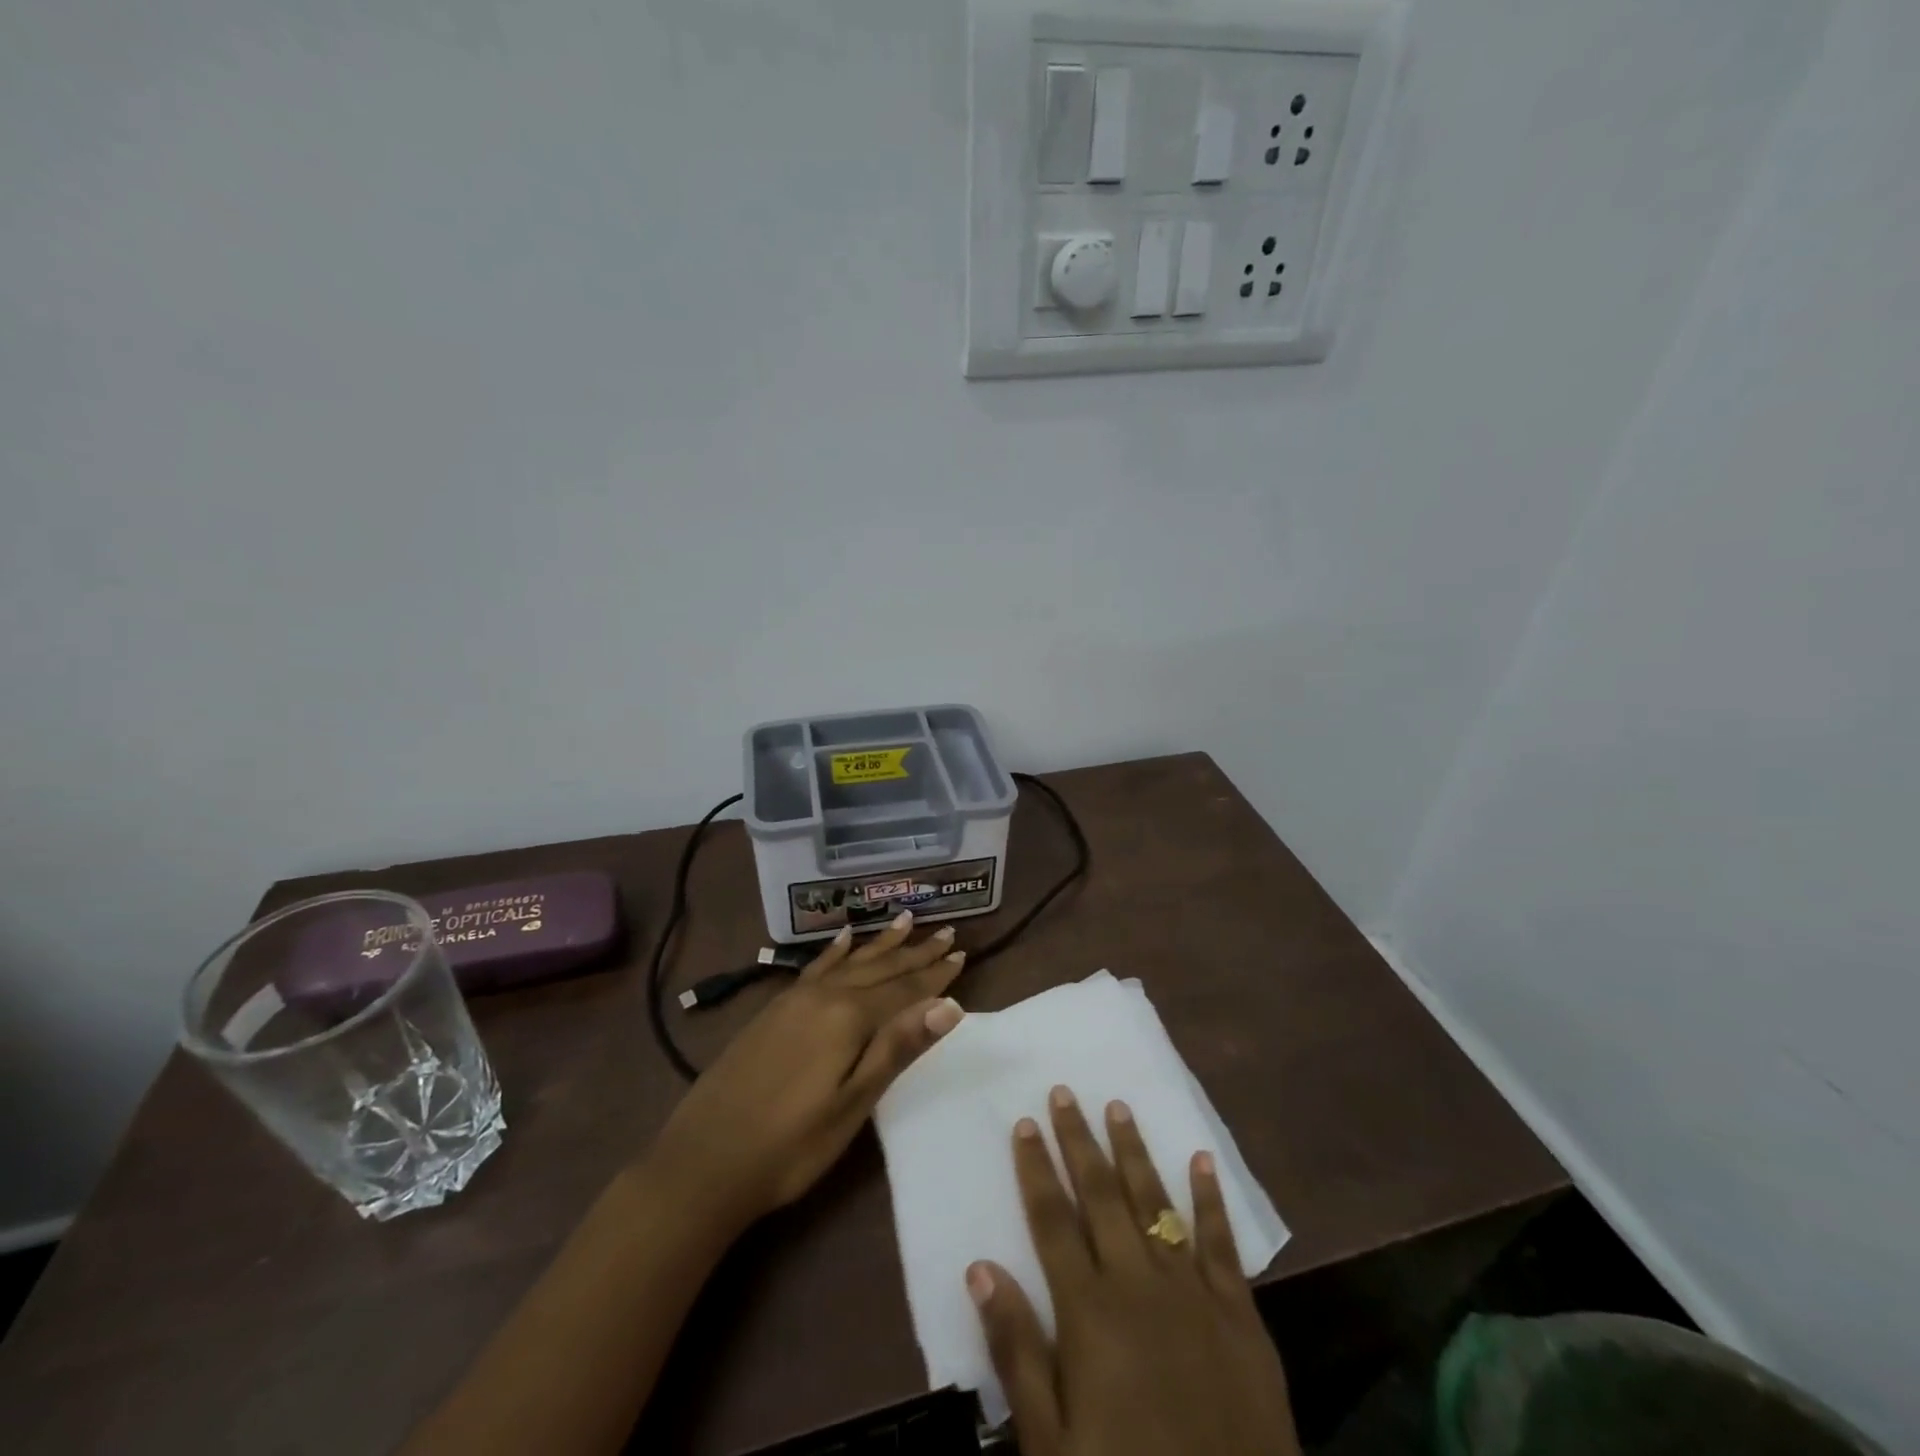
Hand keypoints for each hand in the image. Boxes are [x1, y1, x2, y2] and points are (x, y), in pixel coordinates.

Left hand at [647, 913, 964, 1229]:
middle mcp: (824, 996)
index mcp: (848, 1017)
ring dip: (880, 944)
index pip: (904, 989)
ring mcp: (795, 1000)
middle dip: (915, 953)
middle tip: (945, 931)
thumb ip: (898, 1048)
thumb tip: (949, 1005)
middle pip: (880, 969)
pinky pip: (815, 967)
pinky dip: (835, 952)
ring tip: (905, 920)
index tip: (962, 953)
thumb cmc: (790, 1145)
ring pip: (850, 962)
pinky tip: (843, 940)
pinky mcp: (774, 1010)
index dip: (935, 975)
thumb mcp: (852, 1104)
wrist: (702, 1161)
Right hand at [969, 1088, 1300, 1455]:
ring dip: (1133, 1151)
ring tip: (1118, 1105)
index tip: (1025, 1122)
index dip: (1036, 1169)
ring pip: (1154, 1202)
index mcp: (1089, 1313)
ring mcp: (1193, 1293)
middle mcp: (1138, 1284)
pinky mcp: (1241, 1314)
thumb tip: (981, 1267)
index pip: (1052, 1221)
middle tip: (1064, 1091)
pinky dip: (1210, 1197)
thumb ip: (1017, 1352)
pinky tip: (1201, 1158)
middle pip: (1100, 1195)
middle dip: (1079, 1140)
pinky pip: (1222, 1241)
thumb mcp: (1052, 1447)